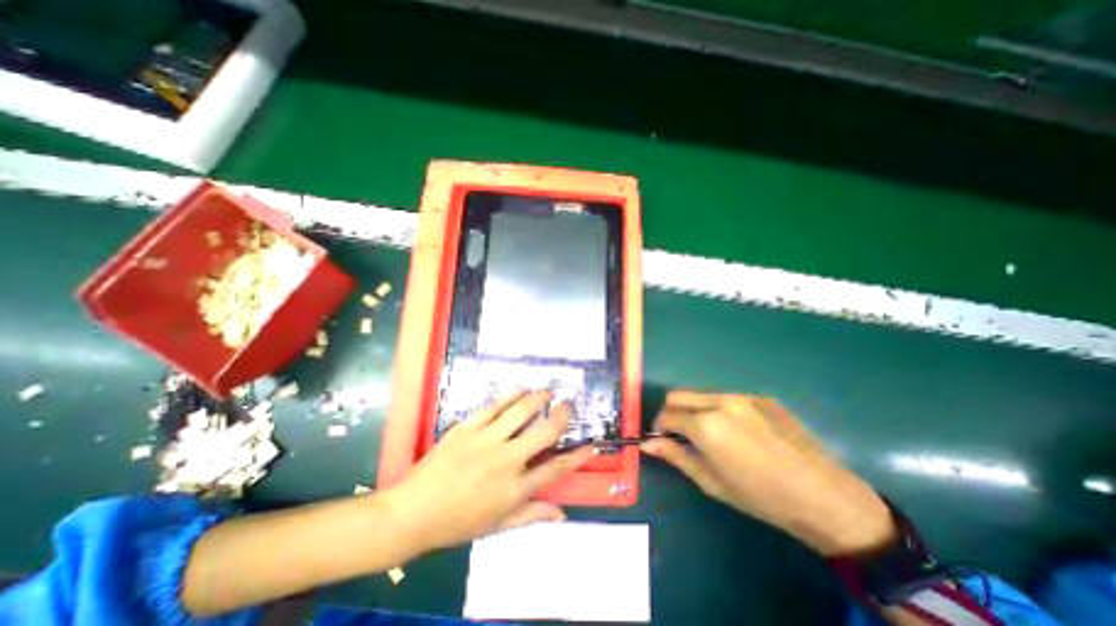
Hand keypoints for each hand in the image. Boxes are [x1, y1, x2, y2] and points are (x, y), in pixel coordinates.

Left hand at [381, 389, 592, 553]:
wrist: (411, 513)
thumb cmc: (456, 524)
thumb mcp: (497, 527)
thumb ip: (531, 516)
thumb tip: (562, 514)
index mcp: (514, 490)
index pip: (555, 469)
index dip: (577, 457)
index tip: (591, 445)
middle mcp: (506, 461)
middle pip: (544, 432)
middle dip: (562, 415)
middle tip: (569, 404)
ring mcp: (486, 440)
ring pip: (521, 411)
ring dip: (539, 397)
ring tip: (548, 391)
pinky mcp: (467, 428)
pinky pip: (493, 406)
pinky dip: (510, 395)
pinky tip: (521, 388)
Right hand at [642, 392, 894, 555]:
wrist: (823, 495)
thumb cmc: (760, 496)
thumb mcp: (711, 481)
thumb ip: (675, 456)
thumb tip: (647, 443)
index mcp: (705, 424)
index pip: (666, 414)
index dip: (658, 427)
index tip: (661, 439)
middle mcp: (719, 401)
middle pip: (677, 395)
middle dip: (671, 412)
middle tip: (680, 434)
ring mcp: (742, 395)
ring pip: (701, 394)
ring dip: (695, 409)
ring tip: (710, 434)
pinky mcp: (761, 396)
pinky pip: (727, 398)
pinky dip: (719, 410)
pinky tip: (739, 432)